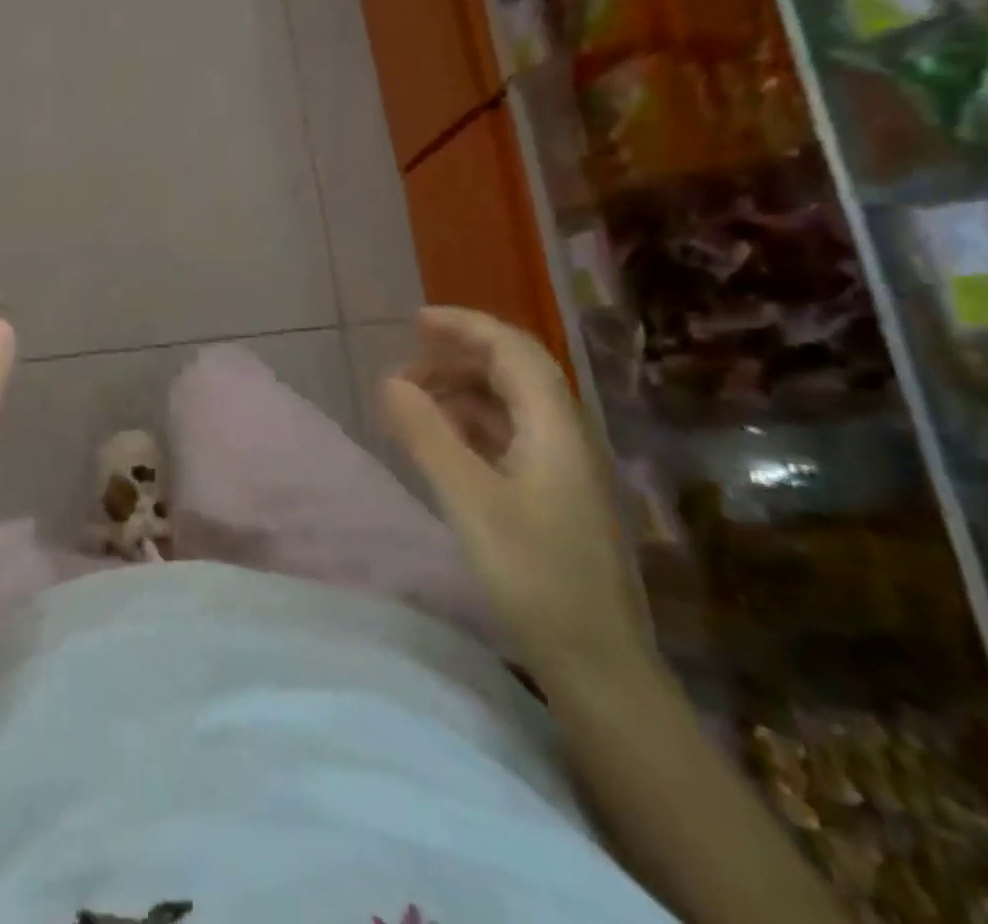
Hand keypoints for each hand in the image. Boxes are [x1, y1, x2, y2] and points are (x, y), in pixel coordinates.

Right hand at [380, 307, 650, 684]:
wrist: (597, 666)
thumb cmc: (534, 576)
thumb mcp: (469, 500)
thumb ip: (427, 434)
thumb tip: (390, 380)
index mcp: (555, 428)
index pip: (514, 350)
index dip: (466, 325)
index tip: (415, 321)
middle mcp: (565, 437)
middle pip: (514, 373)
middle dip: (458, 357)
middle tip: (405, 367)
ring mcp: (562, 469)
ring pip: (509, 406)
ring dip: (461, 392)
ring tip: (411, 402)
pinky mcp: (553, 498)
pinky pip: (507, 438)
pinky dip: (469, 426)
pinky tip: (440, 443)